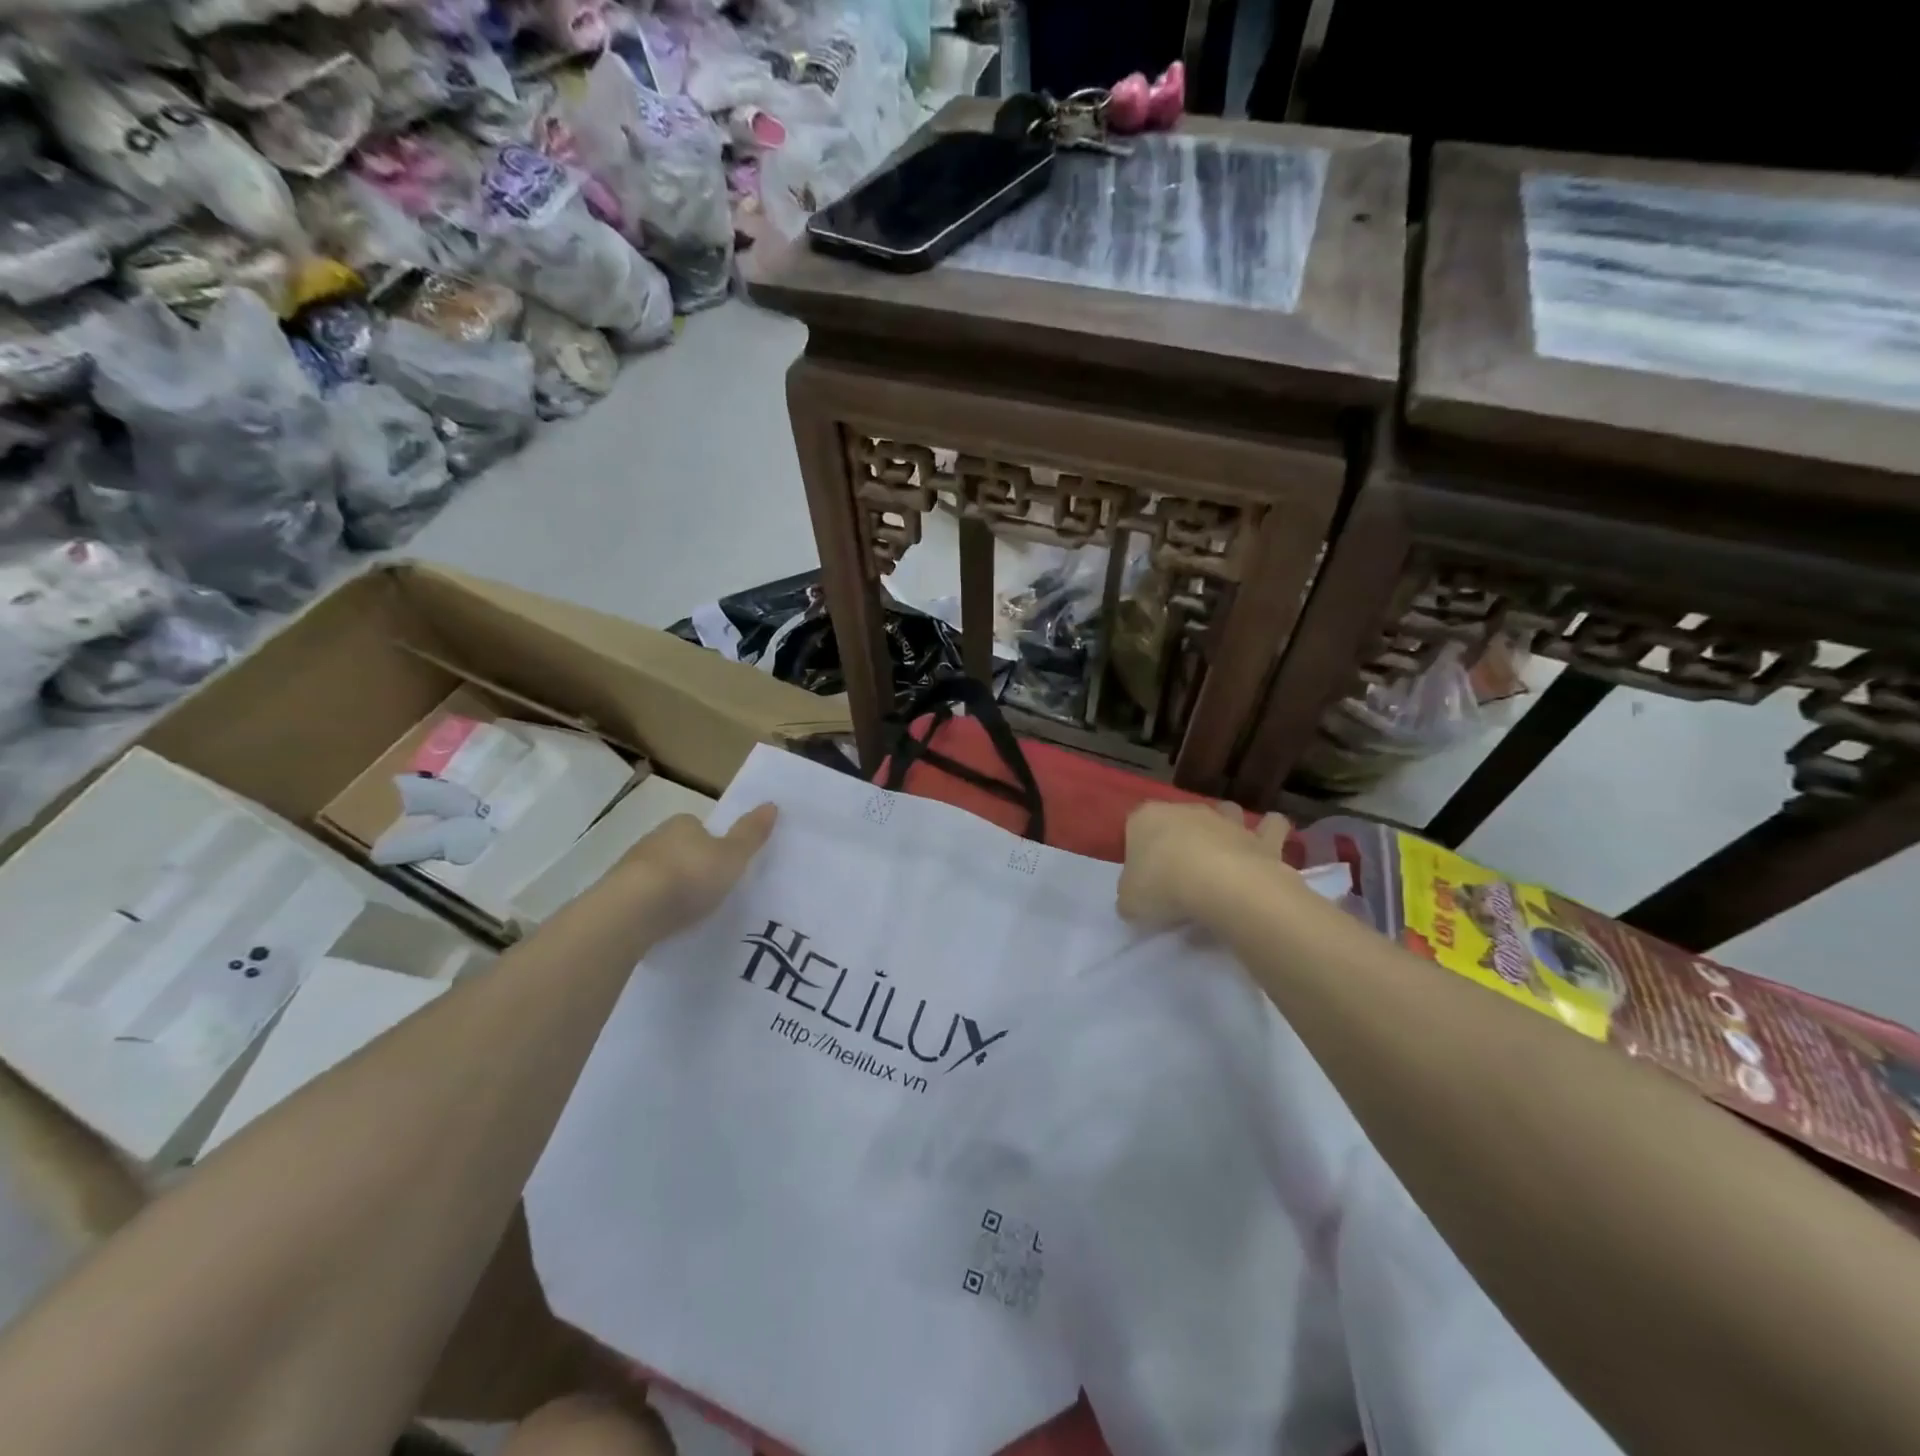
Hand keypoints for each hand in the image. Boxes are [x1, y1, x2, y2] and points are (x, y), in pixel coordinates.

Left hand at [610, 803, 778, 935]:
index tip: (724, 864)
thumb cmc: (689, 877)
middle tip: (710, 889)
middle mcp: (654, 838)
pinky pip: (641, 897)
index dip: (713, 843)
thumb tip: (772, 804)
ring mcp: (630, 867)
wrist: (630, 912)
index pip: (699, 827)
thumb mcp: (732, 857)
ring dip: (670, 886)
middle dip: (691, 864)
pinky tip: (663, 923)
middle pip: (678, 848)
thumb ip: (751, 834)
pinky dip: (652, 906)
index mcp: (682, 824)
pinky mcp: (615, 895)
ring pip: (658, 872)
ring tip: (688, 911)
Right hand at [1117, 800, 1290, 928]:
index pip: (1135, 827)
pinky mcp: (1261, 837)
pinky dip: (1270, 833)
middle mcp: (1186, 810)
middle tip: (1178, 875)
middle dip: (1179, 838)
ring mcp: (1226, 820)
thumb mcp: (1129, 902)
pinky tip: (1266, 852)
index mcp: (1146, 818)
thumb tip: (1137, 900)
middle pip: (1178, 819)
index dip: (1138, 851)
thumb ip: (1130, 897)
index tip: (1142, 877)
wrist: (1222, 886)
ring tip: (1223, 857)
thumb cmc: (1164, 887)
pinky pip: (1271, 827)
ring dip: (1226, 827)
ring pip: (1226, 811)